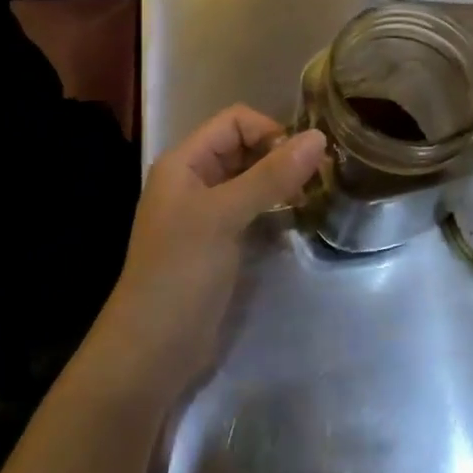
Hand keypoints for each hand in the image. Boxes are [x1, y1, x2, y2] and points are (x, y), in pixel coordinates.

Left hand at [94, 105, 325, 393]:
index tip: (304, 159)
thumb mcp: (224, 216)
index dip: (270, 131)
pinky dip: (276, 209)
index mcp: (185, 162)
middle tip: (320, 178)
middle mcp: (194, 181)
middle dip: (280, 156)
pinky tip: (299, 220)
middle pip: (244, 148)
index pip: (234, 121)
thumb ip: (271, 176)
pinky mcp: (220, 243)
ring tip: (315, 196)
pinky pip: (253, 211)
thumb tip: (319, 137)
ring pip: (251, 180)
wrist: (152, 350)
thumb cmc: (181, 272)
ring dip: (282, 183)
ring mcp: (207, 214)